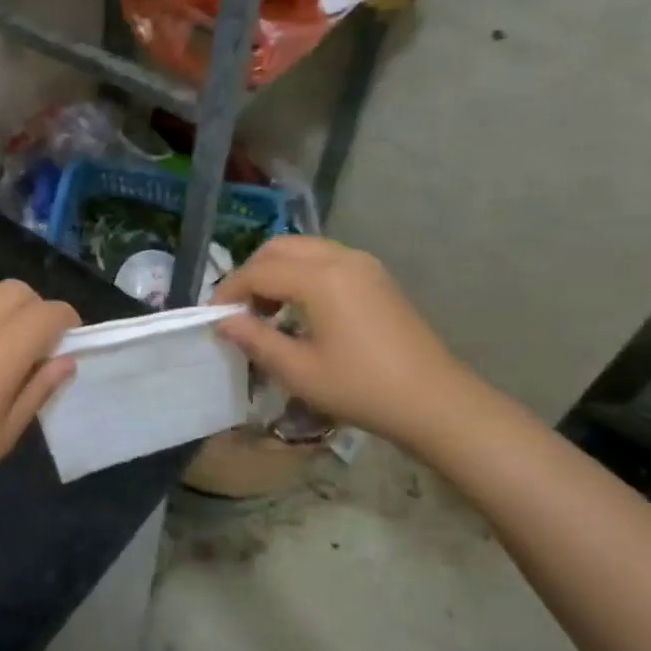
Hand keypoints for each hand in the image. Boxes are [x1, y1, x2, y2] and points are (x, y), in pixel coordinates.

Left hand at [0, 279, 80, 509]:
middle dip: (35, 310)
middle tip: (31, 344)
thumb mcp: (6, 432)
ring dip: (1, 304)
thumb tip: (66, 360)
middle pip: (19, 291)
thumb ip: (39, 389)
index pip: (51, 312)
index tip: (67, 341)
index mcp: (6, 347)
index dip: (67, 322)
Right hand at [212, 236, 480, 450]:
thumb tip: (224, 321)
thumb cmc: (362, 388)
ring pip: (303, 250)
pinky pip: (326, 259)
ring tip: (267, 311)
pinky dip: (302, 274)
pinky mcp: (376, 277)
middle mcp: (341, 259)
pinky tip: (300, 310)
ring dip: (276, 271)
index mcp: (320, 278)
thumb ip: (256, 340)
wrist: (436, 402)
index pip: (258, 271)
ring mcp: (363, 264)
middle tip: (239, 310)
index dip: (230, 291)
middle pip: (279, 248)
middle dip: (251, 273)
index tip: (214, 316)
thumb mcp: (299, 371)